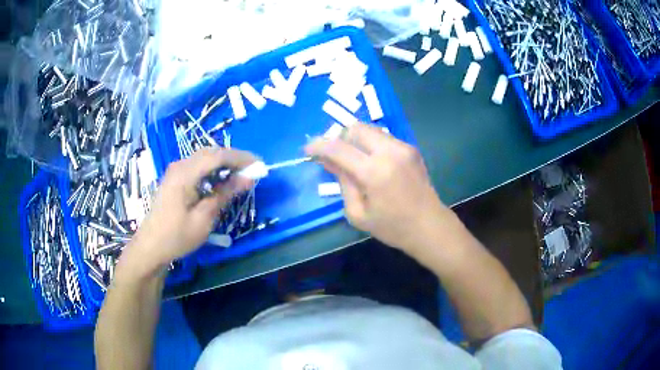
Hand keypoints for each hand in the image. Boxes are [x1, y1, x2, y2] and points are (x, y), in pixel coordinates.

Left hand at [122, 148, 256, 277]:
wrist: (151, 246)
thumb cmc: (177, 236)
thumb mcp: (204, 218)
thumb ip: (225, 194)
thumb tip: (248, 178)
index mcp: (185, 174)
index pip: (218, 156)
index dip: (241, 158)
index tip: (260, 166)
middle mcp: (179, 165)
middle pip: (211, 152)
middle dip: (234, 158)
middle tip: (252, 171)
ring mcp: (175, 170)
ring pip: (204, 157)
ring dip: (223, 163)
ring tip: (240, 175)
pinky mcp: (174, 178)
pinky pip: (197, 166)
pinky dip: (212, 169)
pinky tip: (220, 180)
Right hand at [305, 123, 449, 253]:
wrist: (429, 226)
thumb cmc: (392, 227)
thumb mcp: (357, 213)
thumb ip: (342, 182)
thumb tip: (328, 161)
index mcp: (374, 172)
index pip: (338, 148)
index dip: (318, 146)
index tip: (307, 150)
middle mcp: (389, 151)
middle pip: (355, 128)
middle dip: (339, 138)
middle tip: (333, 155)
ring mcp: (403, 147)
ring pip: (370, 129)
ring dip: (355, 140)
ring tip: (353, 159)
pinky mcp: (411, 148)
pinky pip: (383, 137)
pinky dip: (370, 144)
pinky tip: (372, 162)